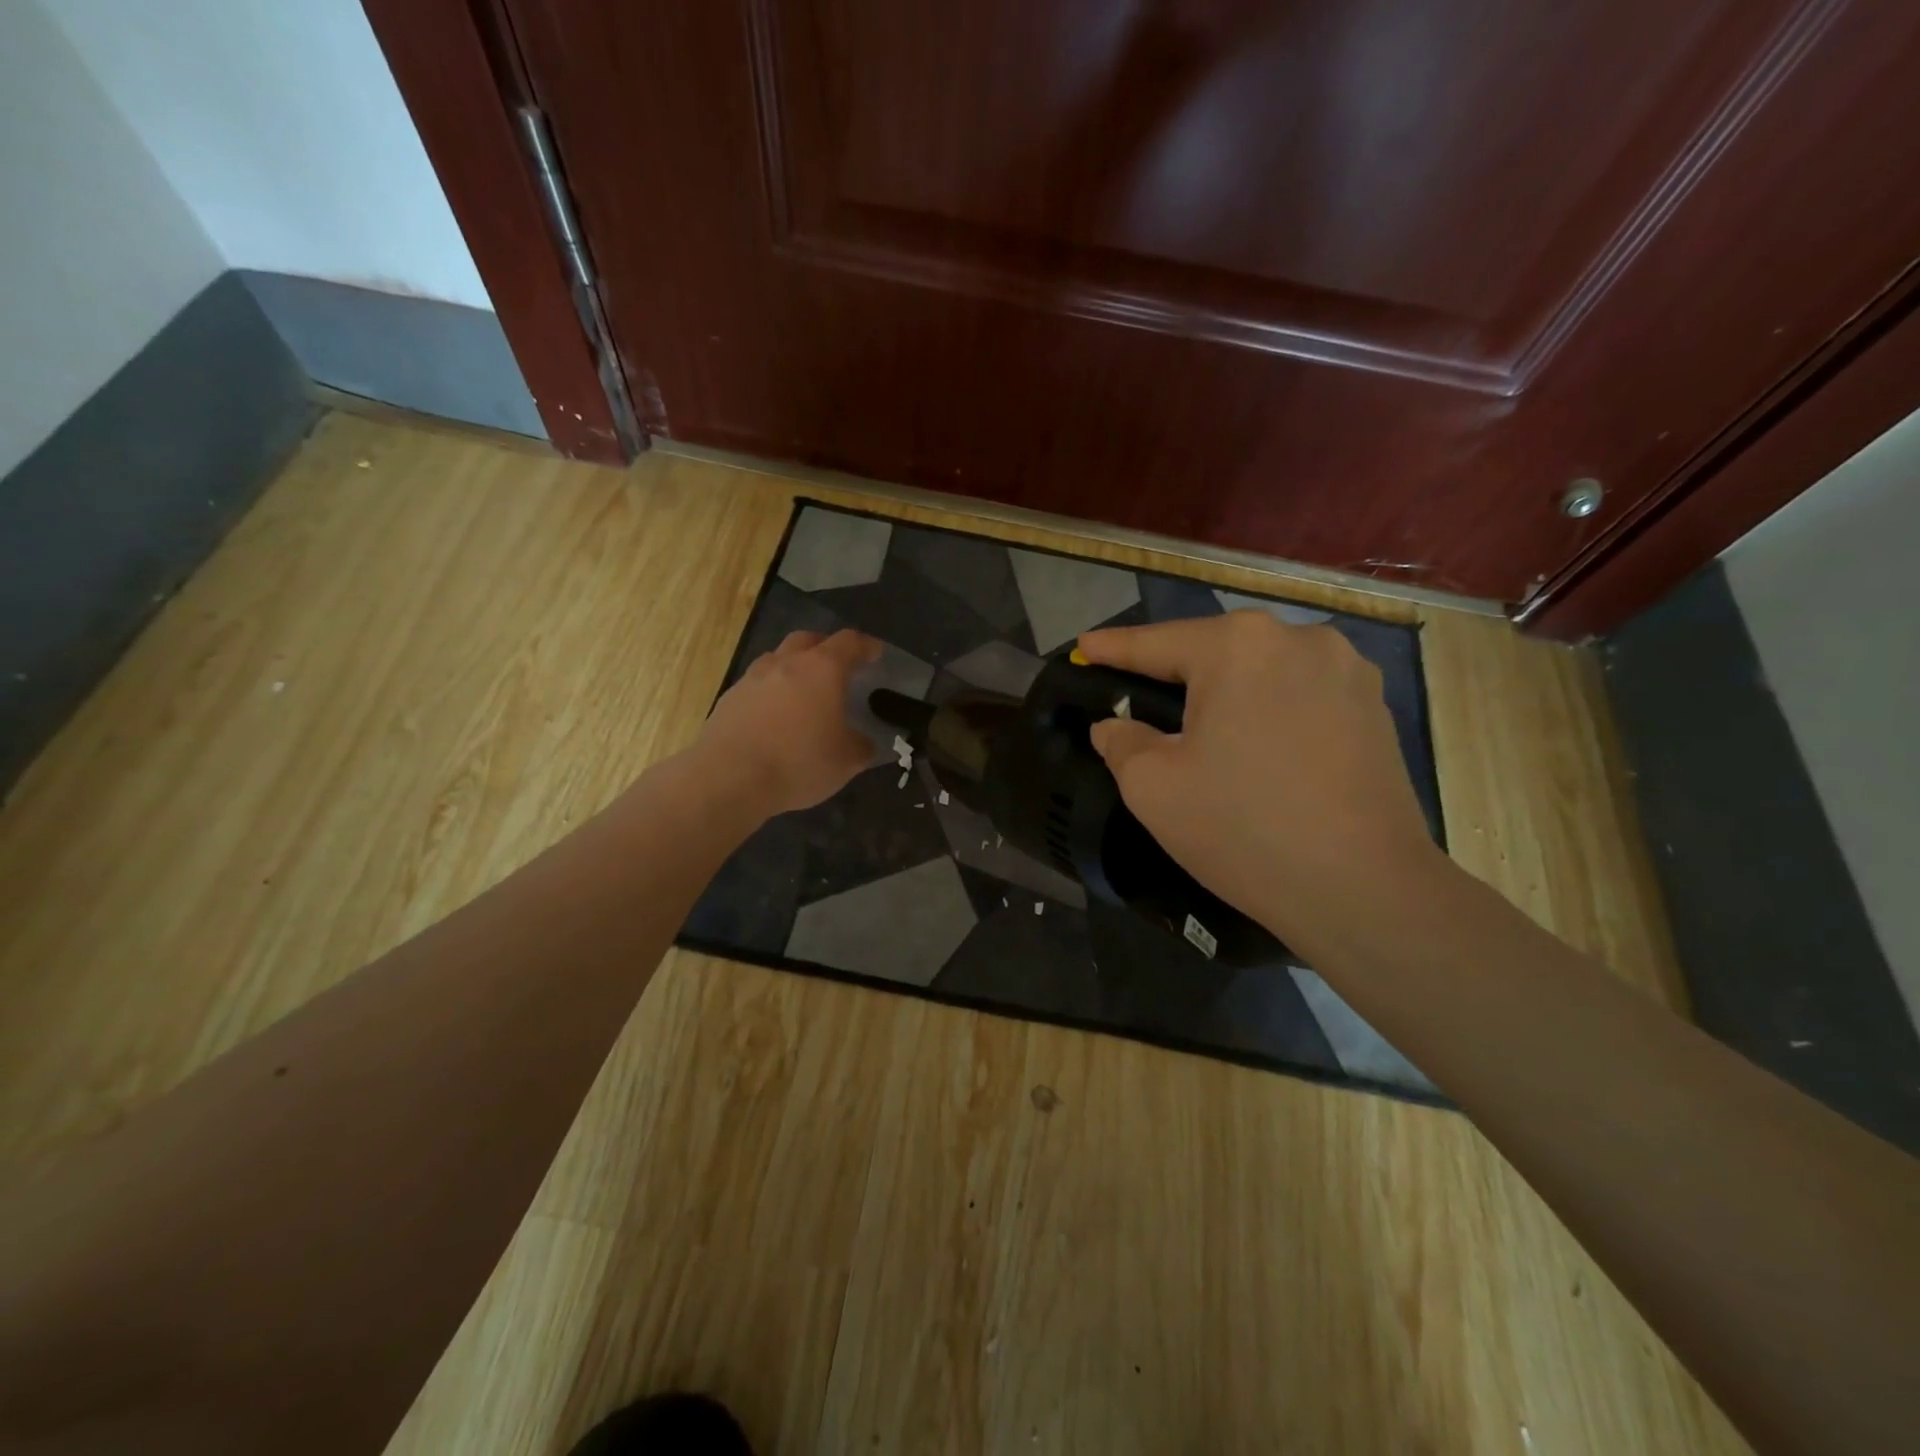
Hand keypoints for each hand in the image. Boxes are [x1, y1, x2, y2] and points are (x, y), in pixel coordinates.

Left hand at [697, 629, 880, 817]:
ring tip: (802, 691)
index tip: (875, 654)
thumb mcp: (846, 762)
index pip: (849, 642)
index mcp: (822, 669)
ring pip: (777, 659)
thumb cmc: (799, 763)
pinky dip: (770, 692)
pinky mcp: (729, 699)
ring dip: (793, 667)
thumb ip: (861, 746)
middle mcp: (786, 663)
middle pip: (807, 640)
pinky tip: (774, 717)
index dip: (865, 646)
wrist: (729, 779)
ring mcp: (752, 679)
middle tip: (837, 666)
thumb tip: (863, 742)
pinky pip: (756, 685)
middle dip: (825, 647)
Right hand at [1078, 611, 1442, 949]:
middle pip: (1214, 652)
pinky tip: (1258, 749)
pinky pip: (1300, 696)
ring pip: (1261, 672)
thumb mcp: (1153, 787)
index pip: (1156, 642)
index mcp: (1238, 645)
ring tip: (1203, 732)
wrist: (1364, 889)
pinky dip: (1268, 712)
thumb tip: (1114, 726)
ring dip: (1226, 694)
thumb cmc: (1243, 828)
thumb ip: (1121, 742)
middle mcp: (1298, 639)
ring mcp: (1347, 670)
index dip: (1113, 648)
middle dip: (1173, 674)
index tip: (1083, 646)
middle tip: (1139, 701)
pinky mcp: (1375, 708)